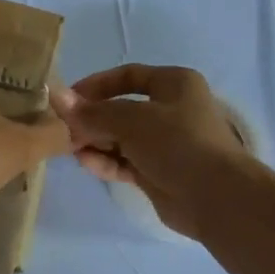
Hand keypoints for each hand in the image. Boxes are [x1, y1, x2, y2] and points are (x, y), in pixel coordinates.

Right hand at [51, 65, 252, 238]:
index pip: (127, 76)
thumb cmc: (178, 143)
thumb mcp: (132, 120)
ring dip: (95, 141)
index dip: (96, 85)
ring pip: (121, 137)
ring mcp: (165, 143)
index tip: (68, 99)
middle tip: (63, 129)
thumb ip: (93, 112)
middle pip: (121, 108)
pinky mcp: (159, 172)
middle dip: (92, 118)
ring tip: (69, 148)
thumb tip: (57, 98)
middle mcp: (171, 110)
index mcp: (174, 84)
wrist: (216, 197)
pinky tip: (86, 163)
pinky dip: (106, 161)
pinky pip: (126, 161)